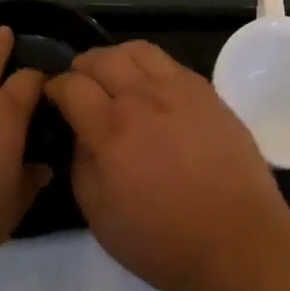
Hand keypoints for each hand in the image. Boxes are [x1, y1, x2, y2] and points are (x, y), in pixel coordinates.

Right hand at [46, 41, 289, 290]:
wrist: (236, 240)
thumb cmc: (162, 240)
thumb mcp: (99, 215)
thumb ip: (81, 164)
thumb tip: (80, 133)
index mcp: (110, 130)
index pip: (72, 86)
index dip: (55, 87)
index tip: (53, 96)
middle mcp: (142, 98)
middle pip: (102, 59)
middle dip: (82, 67)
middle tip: (79, 83)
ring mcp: (178, 89)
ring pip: (137, 50)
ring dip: (115, 57)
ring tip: (113, 75)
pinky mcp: (206, 91)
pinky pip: (169, 62)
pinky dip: (148, 66)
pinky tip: (149, 86)